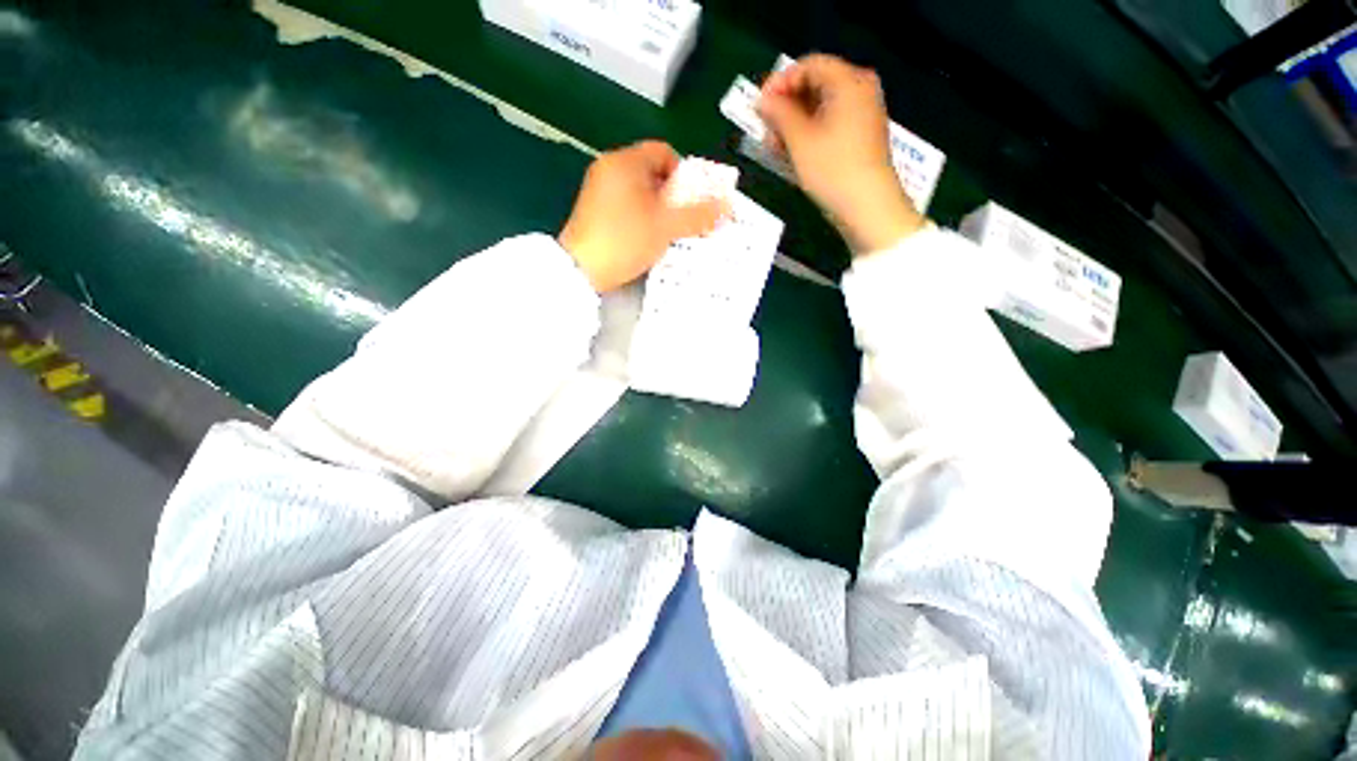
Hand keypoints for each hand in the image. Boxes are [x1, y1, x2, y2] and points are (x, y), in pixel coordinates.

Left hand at [559, 141, 725, 292]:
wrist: (581, 269)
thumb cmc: (625, 240)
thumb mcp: (666, 227)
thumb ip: (697, 215)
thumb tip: (726, 206)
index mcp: (625, 161)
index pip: (664, 152)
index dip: (684, 174)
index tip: (692, 200)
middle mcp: (608, 168)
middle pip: (652, 172)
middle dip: (673, 194)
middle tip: (684, 218)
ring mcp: (597, 189)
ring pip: (639, 191)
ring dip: (658, 208)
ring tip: (668, 231)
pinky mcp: (592, 210)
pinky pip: (625, 204)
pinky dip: (640, 216)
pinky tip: (646, 237)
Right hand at [759, 55, 925, 254]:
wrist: (867, 207)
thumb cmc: (833, 169)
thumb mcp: (800, 141)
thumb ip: (779, 114)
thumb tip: (763, 100)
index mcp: (849, 81)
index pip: (809, 65)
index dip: (780, 82)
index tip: (760, 106)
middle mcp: (860, 90)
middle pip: (815, 85)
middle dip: (786, 105)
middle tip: (766, 128)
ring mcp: (862, 114)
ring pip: (821, 107)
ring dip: (794, 123)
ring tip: (775, 146)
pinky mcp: (860, 137)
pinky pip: (830, 124)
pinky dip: (809, 134)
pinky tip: (793, 152)